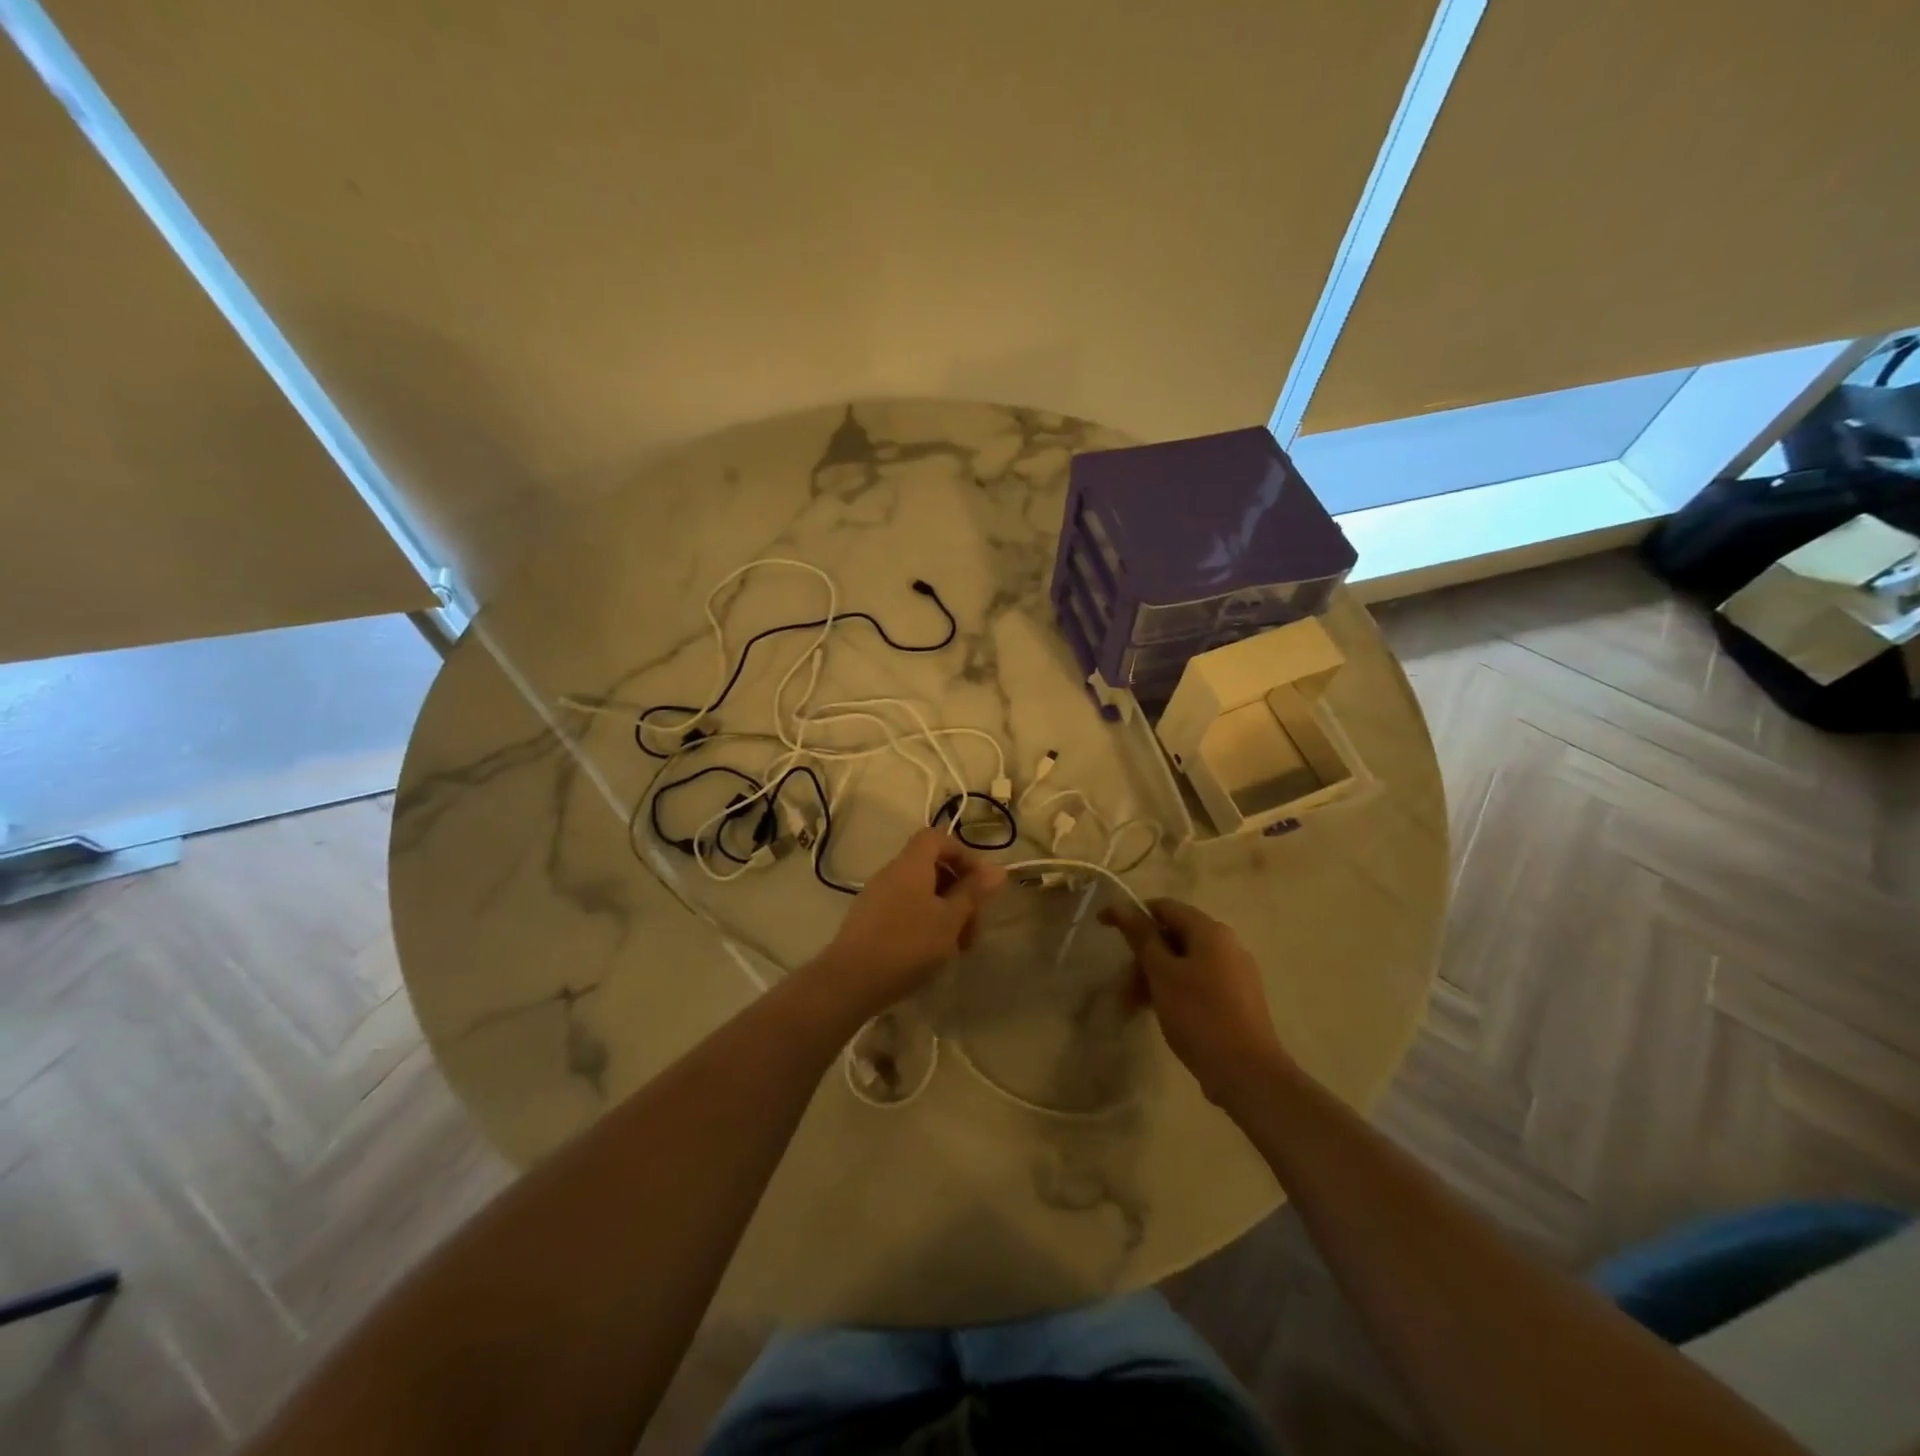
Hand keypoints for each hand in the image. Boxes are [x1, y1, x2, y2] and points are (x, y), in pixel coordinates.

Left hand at [811, 829, 1005, 1020]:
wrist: (850, 981)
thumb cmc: (908, 944)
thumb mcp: (950, 919)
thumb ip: (973, 893)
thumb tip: (997, 869)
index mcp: (911, 864)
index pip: (937, 838)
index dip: (962, 854)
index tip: (979, 884)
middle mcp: (892, 873)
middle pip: (932, 867)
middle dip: (959, 893)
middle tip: (974, 927)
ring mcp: (877, 897)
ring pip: (921, 893)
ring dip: (945, 913)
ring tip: (958, 948)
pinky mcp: (869, 921)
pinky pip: (905, 910)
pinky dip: (925, 923)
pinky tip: (933, 954)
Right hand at [1099, 897, 1289, 1107]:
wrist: (1247, 1073)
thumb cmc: (1199, 1015)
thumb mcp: (1162, 973)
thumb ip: (1142, 937)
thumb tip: (1121, 905)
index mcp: (1210, 931)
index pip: (1165, 907)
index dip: (1132, 914)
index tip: (1104, 928)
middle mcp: (1227, 944)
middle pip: (1175, 935)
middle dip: (1144, 955)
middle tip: (1123, 984)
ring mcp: (1235, 973)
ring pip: (1185, 962)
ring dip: (1155, 976)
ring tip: (1135, 1005)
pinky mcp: (1237, 999)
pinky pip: (1199, 982)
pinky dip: (1175, 990)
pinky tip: (1161, 1013)